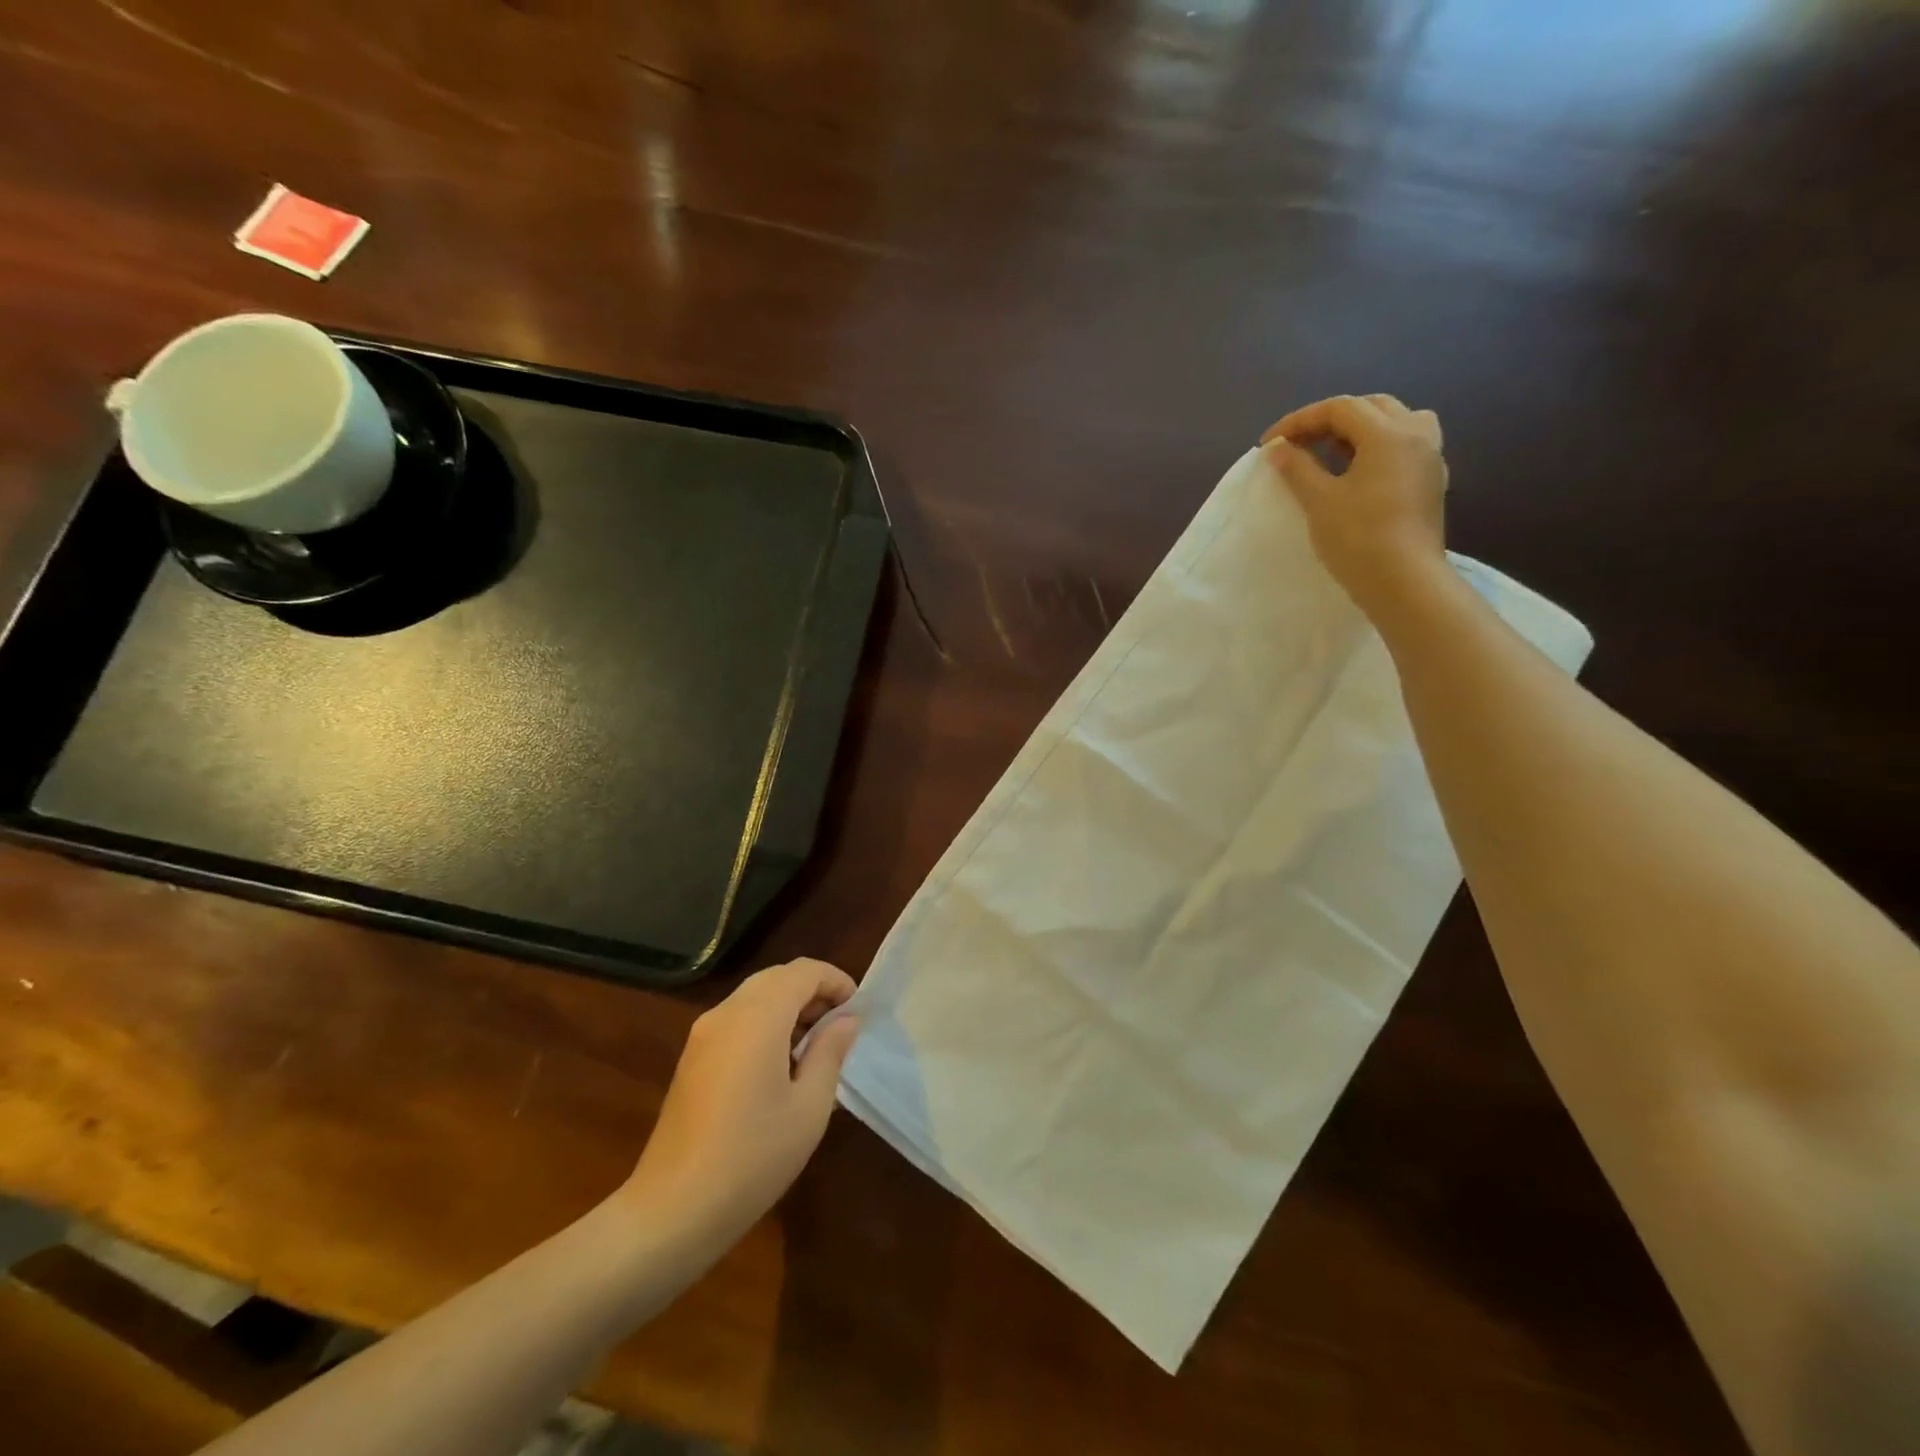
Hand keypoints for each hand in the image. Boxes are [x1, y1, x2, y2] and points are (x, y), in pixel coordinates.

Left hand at [619, 959, 860, 1247]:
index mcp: (757, 1018)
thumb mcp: (809, 1107)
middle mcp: (726, 1013)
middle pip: (777, 977)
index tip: (857, 1011)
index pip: (803, 971)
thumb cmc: (752, 1157)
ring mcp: (703, 1034)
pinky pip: (737, 1018)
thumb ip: (830, 1052)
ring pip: (755, 996)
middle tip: (840, 1026)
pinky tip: (780, 1064)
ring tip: (815, 1046)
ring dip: (789, 1005)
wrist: (672, 1210)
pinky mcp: (692, 1058)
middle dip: (813, 990)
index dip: (835, 981)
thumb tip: (847, 1018)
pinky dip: (765, 1022)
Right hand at [1260, 394, 1448, 614]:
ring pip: (1395, 422)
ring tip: (1332, 452)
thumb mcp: (1319, 500)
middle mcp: (1416, 434)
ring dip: (1359, 429)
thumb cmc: (1358, 538)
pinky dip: (1378, 447)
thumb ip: (1297, 468)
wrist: (1404, 582)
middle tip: (1297, 444)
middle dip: (1329, 420)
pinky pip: (1405, 446)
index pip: (1339, 408)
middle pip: (1370, 407)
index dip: (1299, 420)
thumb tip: (1278, 448)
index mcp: (1388, 433)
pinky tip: (1360, 471)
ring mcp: (1430, 457)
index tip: (1269, 443)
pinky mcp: (1431, 482)